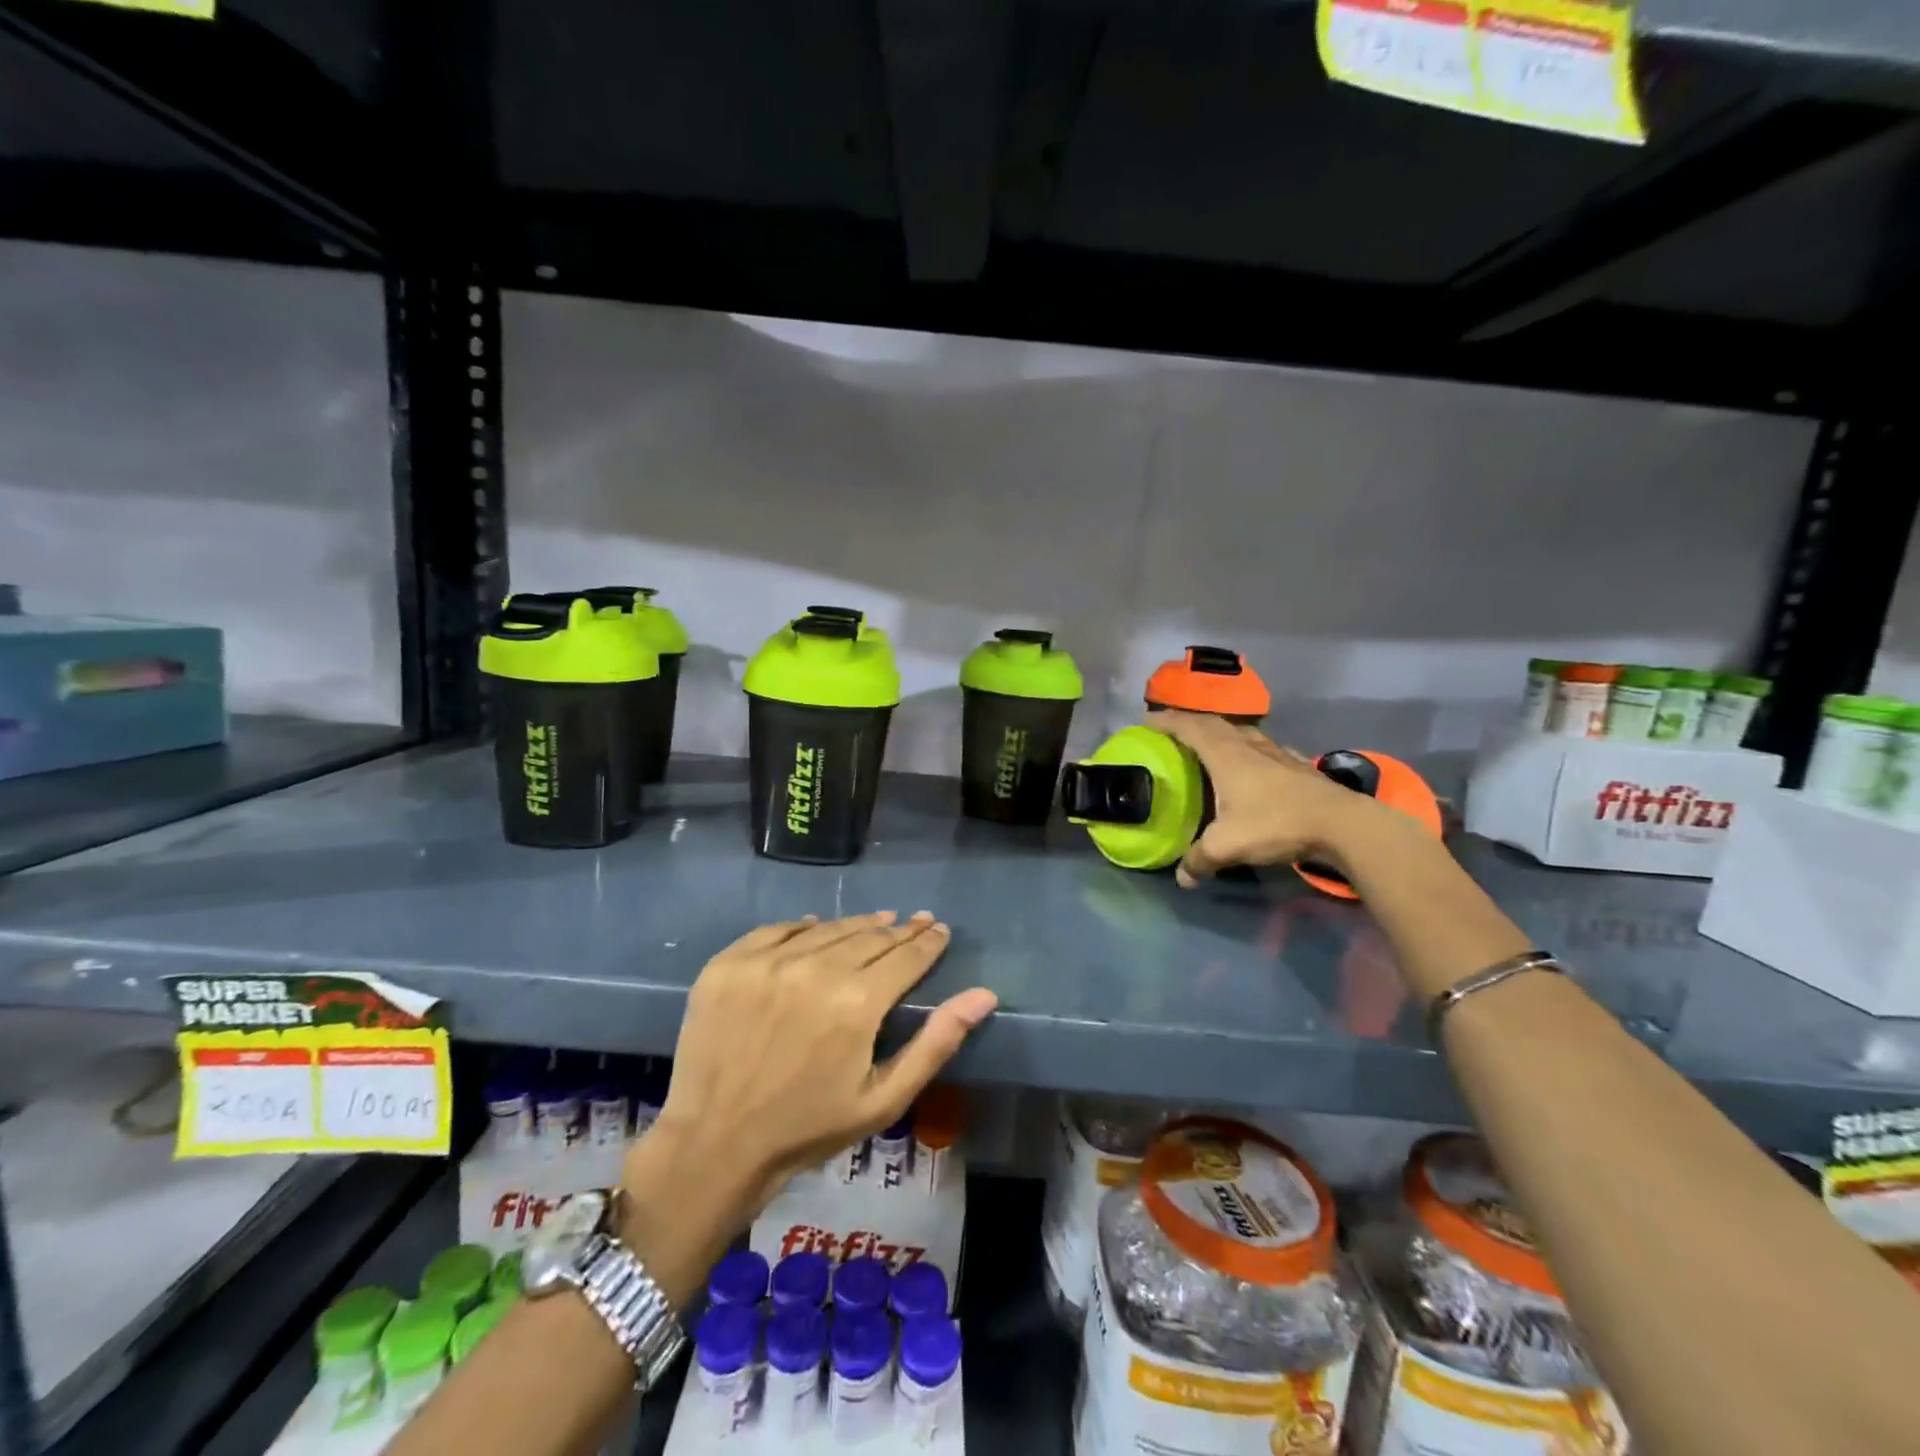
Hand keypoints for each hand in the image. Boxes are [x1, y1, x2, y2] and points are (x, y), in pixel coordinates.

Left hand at [641, 912, 996, 1222]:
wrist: (715, 1144)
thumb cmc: (809, 1128)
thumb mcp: (884, 1098)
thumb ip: (936, 1042)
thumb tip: (984, 995)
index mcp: (857, 1002)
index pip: (906, 956)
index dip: (928, 942)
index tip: (940, 930)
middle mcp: (815, 968)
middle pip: (870, 935)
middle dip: (899, 930)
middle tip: (916, 922)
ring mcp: (767, 961)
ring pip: (828, 928)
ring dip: (857, 924)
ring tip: (878, 921)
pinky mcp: (730, 962)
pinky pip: (778, 929)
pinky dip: (804, 926)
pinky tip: (817, 926)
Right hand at [1147, 709, 1391, 886]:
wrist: (1342, 825)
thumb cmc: (1276, 823)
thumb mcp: (1228, 846)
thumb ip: (1200, 859)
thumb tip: (1182, 878)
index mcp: (1225, 754)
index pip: (1189, 728)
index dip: (1166, 722)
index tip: (1146, 722)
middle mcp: (1249, 746)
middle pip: (1214, 724)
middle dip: (1189, 724)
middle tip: (1171, 733)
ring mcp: (1277, 753)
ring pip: (1242, 733)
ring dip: (1221, 734)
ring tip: (1208, 746)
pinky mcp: (1297, 766)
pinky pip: (1265, 748)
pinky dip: (1250, 750)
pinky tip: (1254, 763)